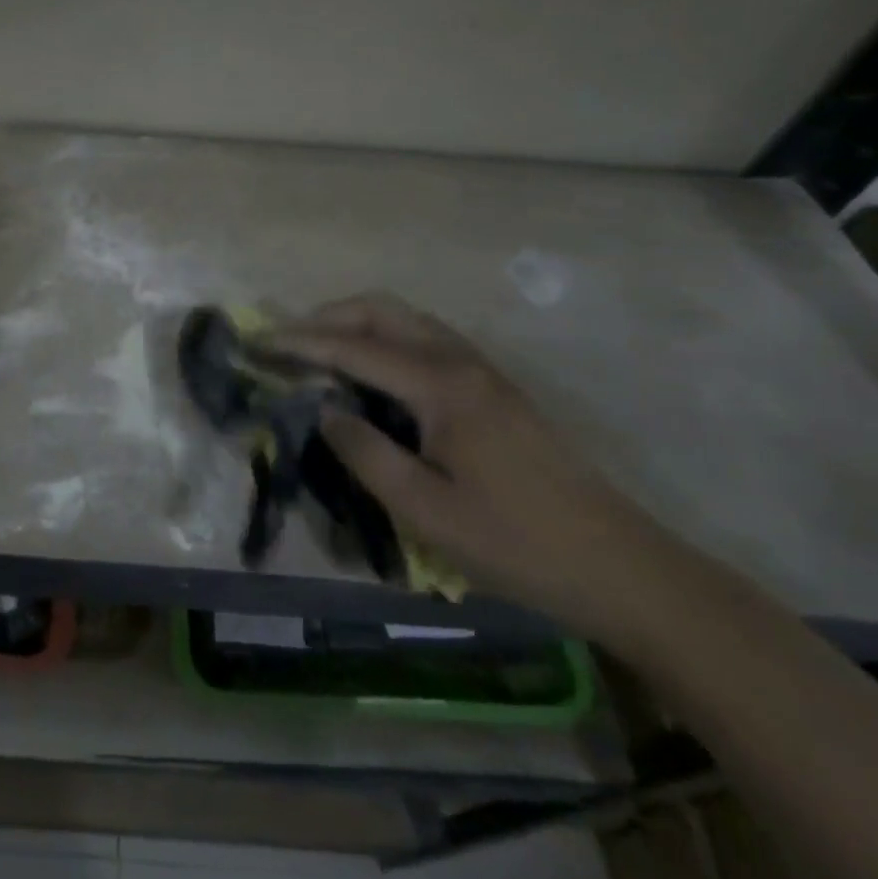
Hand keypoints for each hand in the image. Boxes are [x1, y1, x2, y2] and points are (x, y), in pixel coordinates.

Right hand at [277, 294, 691, 642]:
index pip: (354, 349)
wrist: (620, 566)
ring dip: (358, 323)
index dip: (301, 343)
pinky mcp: (496, 388)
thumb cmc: (515, 543)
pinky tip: (373, 372)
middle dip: (328, 316)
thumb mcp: (425, 510)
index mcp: (441, 386)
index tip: (257, 342)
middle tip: (287, 340)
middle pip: (384, 312)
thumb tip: (324, 410)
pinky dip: (387, 339)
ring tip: (320, 349)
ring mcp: (484, 371)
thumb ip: (365, 452)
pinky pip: (427, 340)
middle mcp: (461, 362)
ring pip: (408, 320)